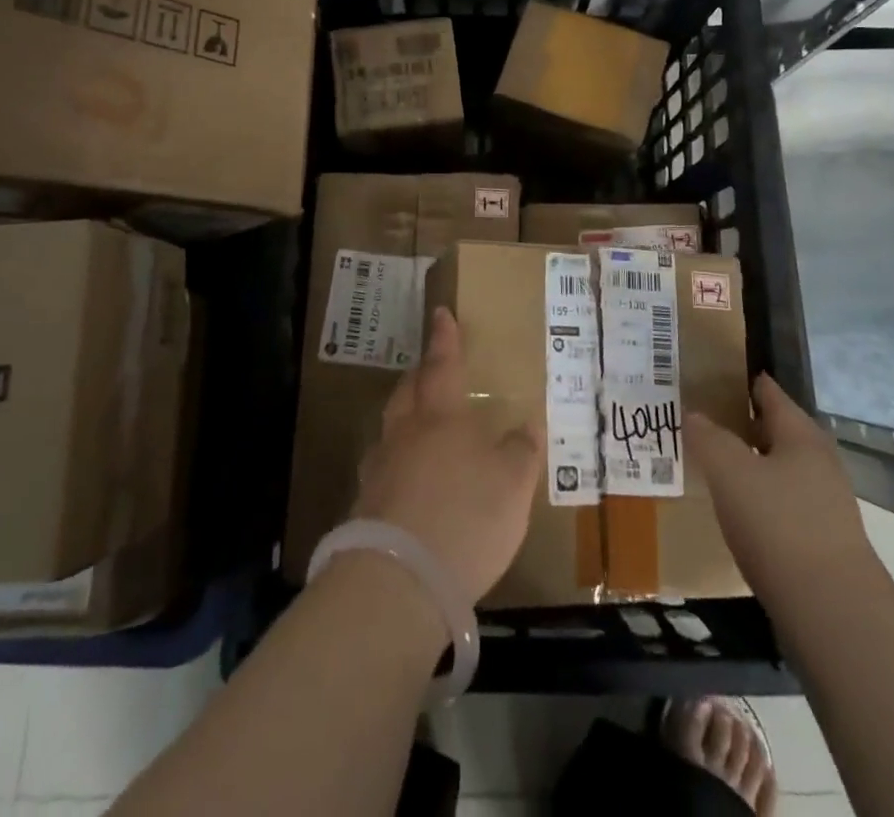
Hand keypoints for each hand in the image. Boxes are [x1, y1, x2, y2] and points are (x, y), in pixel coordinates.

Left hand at [351, 307, 542, 607]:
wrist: (399, 580)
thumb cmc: (466, 517)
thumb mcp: (512, 485)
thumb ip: (521, 452)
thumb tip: (528, 424)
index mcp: (440, 417)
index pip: (443, 365)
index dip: (445, 339)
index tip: (440, 313)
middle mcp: (404, 433)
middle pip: (408, 391)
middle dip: (419, 375)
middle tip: (429, 368)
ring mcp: (379, 469)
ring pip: (390, 428)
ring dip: (404, 417)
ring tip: (417, 423)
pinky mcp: (365, 507)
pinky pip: (383, 468)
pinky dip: (396, 463)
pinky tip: (406, 480)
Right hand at [687, 373, 882, 596]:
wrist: (833, 613)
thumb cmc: (778, 526)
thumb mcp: (730, 472)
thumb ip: (708, 438)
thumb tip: (693, 413)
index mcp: (802, 436)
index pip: (769, 393)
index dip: (742, 381)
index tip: (710, 377)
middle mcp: (819, 463)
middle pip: (776, 431)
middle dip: (742, 425)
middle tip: (702, 422)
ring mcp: (826, 505)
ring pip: (780, 470)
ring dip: (749, 465)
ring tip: (713, 466)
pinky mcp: (823, 542)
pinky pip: (783, 505)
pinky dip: (759, 499)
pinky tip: (737, 513)